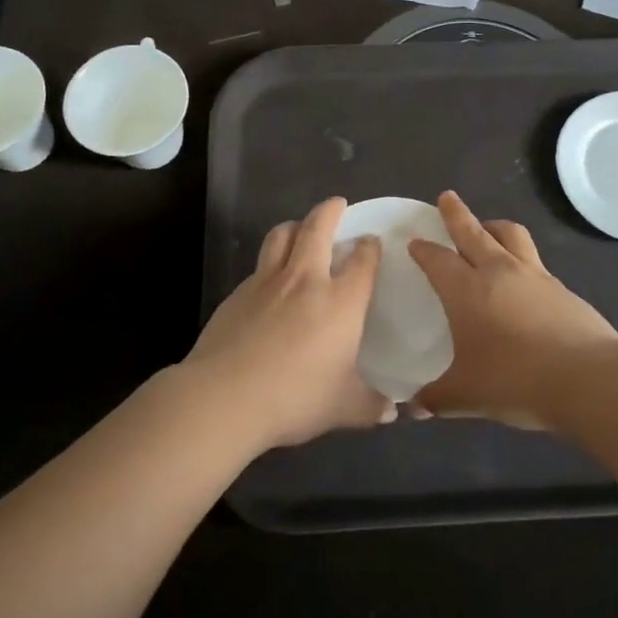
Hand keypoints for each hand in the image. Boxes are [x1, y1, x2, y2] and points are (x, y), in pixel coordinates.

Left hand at [184, 197, 389, 449]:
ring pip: (281, 236)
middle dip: (330, 211)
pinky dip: (270, 261)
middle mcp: (306, 280)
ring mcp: (267, 282)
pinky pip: (259, 265)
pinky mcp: (237, 293)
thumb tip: (393, 412)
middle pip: (317, 228)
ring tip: (300, 229)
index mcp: (341, 301)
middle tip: (337, 204)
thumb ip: (371, 406)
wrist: (224, 397)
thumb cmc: (295, 398)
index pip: (362, 260)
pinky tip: (270, 281)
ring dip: (295, 226)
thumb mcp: (343, 408)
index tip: (371, 242)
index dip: (370, 247)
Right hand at [407, 191, 617, 430]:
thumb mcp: (467, 396)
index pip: (438, 260)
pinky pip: (534, 260)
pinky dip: (520, 256)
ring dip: (493, 226)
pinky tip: (521, 276)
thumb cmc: (517, 381)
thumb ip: (437, 398)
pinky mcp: (561, 287)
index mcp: (467, 291)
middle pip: (473, 231)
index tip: (415, 241)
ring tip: (487, 227)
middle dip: (456, 213)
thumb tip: (411, 408)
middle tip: (447, 197)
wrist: (589, 379)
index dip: (424, 249)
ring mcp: (534, 276)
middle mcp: (499, 272)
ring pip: (510, 235)